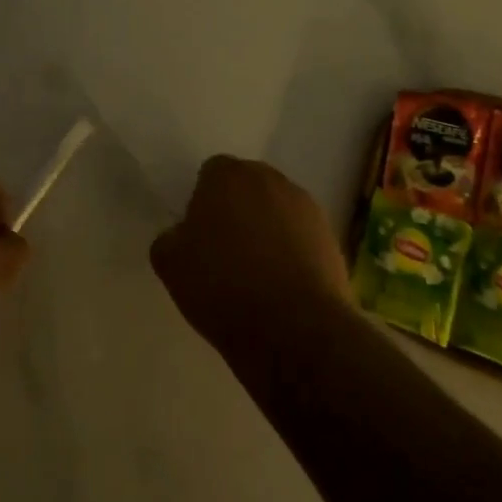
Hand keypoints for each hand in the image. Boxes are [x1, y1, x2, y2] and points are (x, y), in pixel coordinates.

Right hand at [152, 156, 355, 364]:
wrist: (293, 327)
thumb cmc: (222, 286)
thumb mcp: (170, 263)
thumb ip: (172, 237)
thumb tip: (185, 234)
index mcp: (228, 175)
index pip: (211, 174)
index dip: (203, 202)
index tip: (199, 236)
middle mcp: (270, 179)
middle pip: (248, 187)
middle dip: (238, 210)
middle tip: (225, 251)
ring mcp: (306, 206)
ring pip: (278, 210)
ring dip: (268, 230)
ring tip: (257, 274)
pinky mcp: (331, 236)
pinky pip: (301, 236)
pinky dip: (292, 252)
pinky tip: (283, 286)